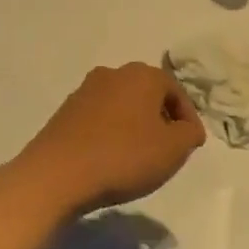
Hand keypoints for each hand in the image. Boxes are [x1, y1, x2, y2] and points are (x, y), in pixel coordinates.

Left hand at [5, 64, 206, 217]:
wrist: (56, 174)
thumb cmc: (123, 156)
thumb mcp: (173, 150)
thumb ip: (189, 134)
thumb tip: (188, 128)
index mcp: (143, 75)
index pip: (176, 91)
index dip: (188, 119)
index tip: (191, 145)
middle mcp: (113, 73)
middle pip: (148, 94)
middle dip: (160, 119)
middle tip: (167, 149)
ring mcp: (85, 90)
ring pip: (122, 105)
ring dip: (134, 126)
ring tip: (138, 157)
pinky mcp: (65, 111)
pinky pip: (99, 119)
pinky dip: (111, 133)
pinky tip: (111, 158)